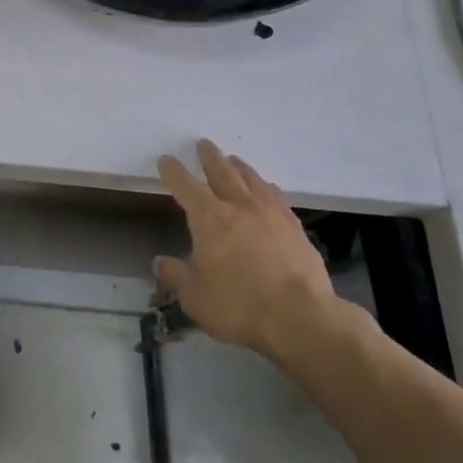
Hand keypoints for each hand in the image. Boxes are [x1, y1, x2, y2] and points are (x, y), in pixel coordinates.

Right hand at [155, 139, 352, 367]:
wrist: (302, 318)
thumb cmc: (240, 306)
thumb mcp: (195, 297)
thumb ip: (176, 276)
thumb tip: (160, 262)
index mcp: (209, 218)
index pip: (185, 185)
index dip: (173, 171)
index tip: (166, 160)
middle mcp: (240, 207)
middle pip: (222, 171)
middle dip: (210, 157)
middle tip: (204, 144)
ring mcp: (272, 214)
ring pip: (253, 180)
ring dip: (240, 167)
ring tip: (234, 161)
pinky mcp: (296, 228)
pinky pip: (277, 197)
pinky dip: (266, 189)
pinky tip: (268, 191)